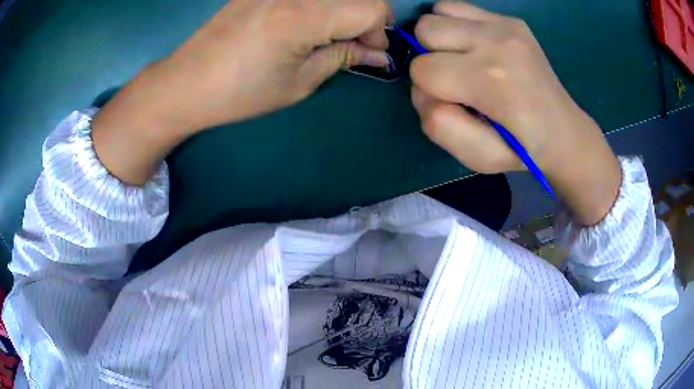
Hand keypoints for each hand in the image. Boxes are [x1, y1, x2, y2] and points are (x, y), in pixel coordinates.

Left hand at [152, 0, 391, 131]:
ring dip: (344, 10)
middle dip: (366, 19)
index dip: (378, 31)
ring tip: (328, 34)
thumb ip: (342, 58)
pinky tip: (307, 23)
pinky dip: (321, 5)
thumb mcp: (298, 83)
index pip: (371, 8)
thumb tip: (378, 55)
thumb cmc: (239, 93)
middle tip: (352, 44)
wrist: (186, 82)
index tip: (369, 52)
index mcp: (303, 16)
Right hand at [410, 2, 620, 224]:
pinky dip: (457, 24)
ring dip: (441, 36)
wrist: (564, 132)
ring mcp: (506, 24)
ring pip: (439, 11)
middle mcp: (497, 40)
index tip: (454, 101)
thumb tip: (423, 86)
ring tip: (466, 59)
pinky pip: (459, 7)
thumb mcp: (476, 157)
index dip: (429, 89)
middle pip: (425, 29)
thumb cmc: (521, 150)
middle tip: (457, 77)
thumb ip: (438, 124)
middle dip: (430, 55)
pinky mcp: (511, 19)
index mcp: (491, 79)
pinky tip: (477, 47)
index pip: (422, 69)